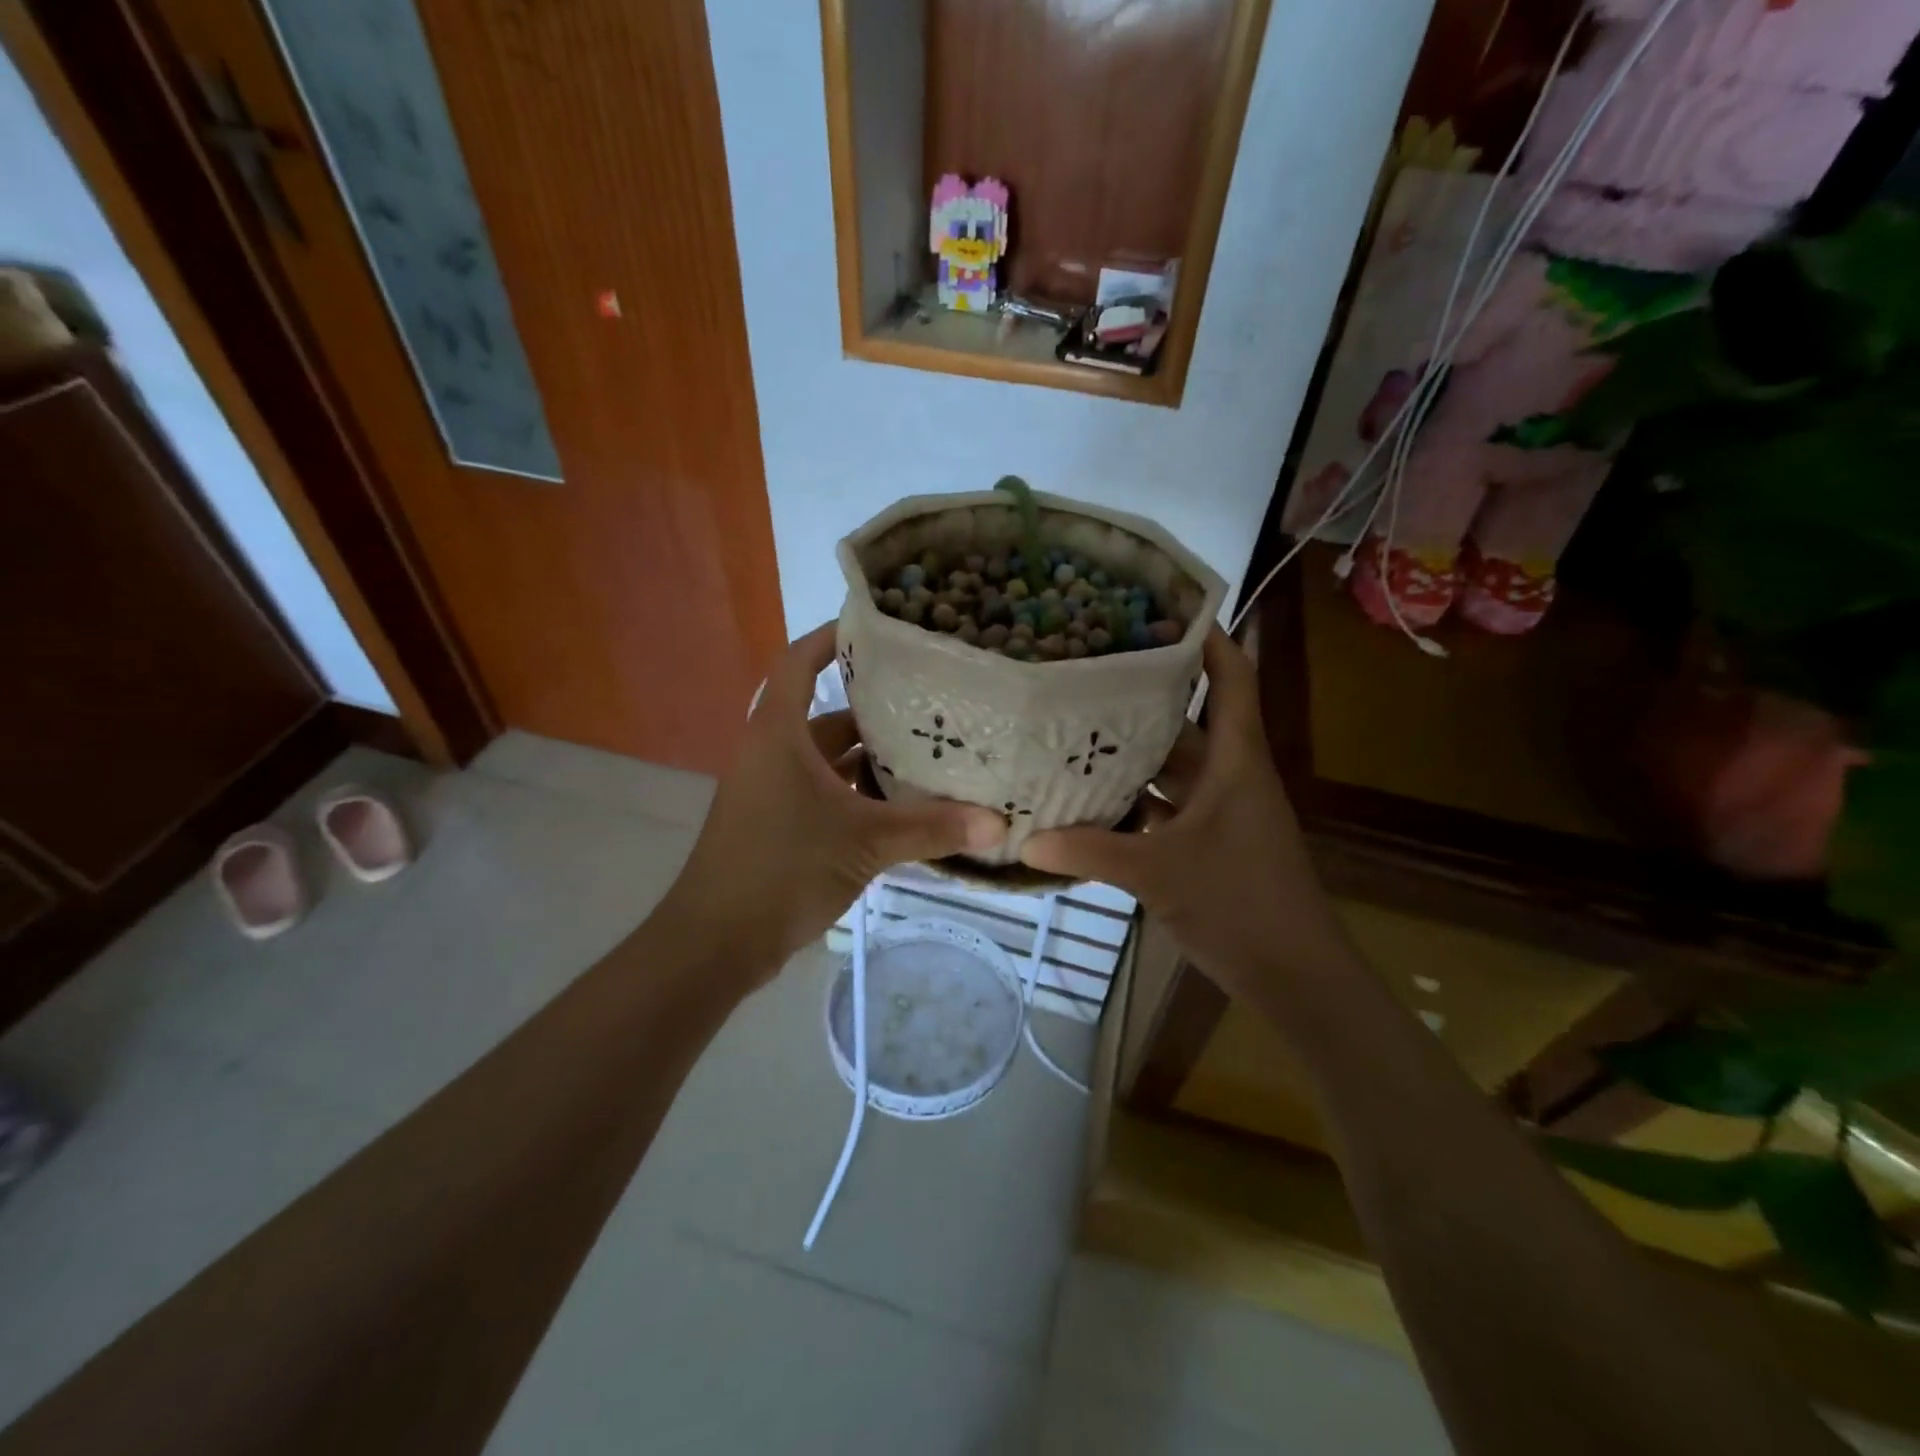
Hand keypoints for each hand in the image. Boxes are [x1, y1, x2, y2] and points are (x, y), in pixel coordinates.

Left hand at [657, 624, 1007, 985]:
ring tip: (931, 753)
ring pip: (829, 760)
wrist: (715, 942)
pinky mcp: (779, 825)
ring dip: (872, 759)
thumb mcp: (864, 843)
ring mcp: (773, 791)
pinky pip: (826, 793)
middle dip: (876, 709)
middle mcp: (773, 753)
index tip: (879, 627)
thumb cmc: (782, 869)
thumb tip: (998, 823)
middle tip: (933, 701)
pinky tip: (904, 807)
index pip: (800, 662)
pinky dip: (860, 795)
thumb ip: (931, 829)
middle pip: (827, 715)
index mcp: (780, 734)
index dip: (832, 637)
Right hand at [1019, 628, 1349, 999]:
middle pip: (1188, 722)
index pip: (1231, 681)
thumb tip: (1026, 841)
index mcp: (1235, 763)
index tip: (1164, 609)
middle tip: (1089, 674)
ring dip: (1135, 755)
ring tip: (1078, 729)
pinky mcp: (1210, 844)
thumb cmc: (1240, 904)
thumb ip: (1091, 852)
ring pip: (1174, 769)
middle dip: (1145, 698)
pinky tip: (1092, 800)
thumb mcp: (1159, 873)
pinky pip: (1167, 808)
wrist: (1295, 976)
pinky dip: (1136, 802)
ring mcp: (1220, 813)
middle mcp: (1229, 777)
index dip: (1208, 640)